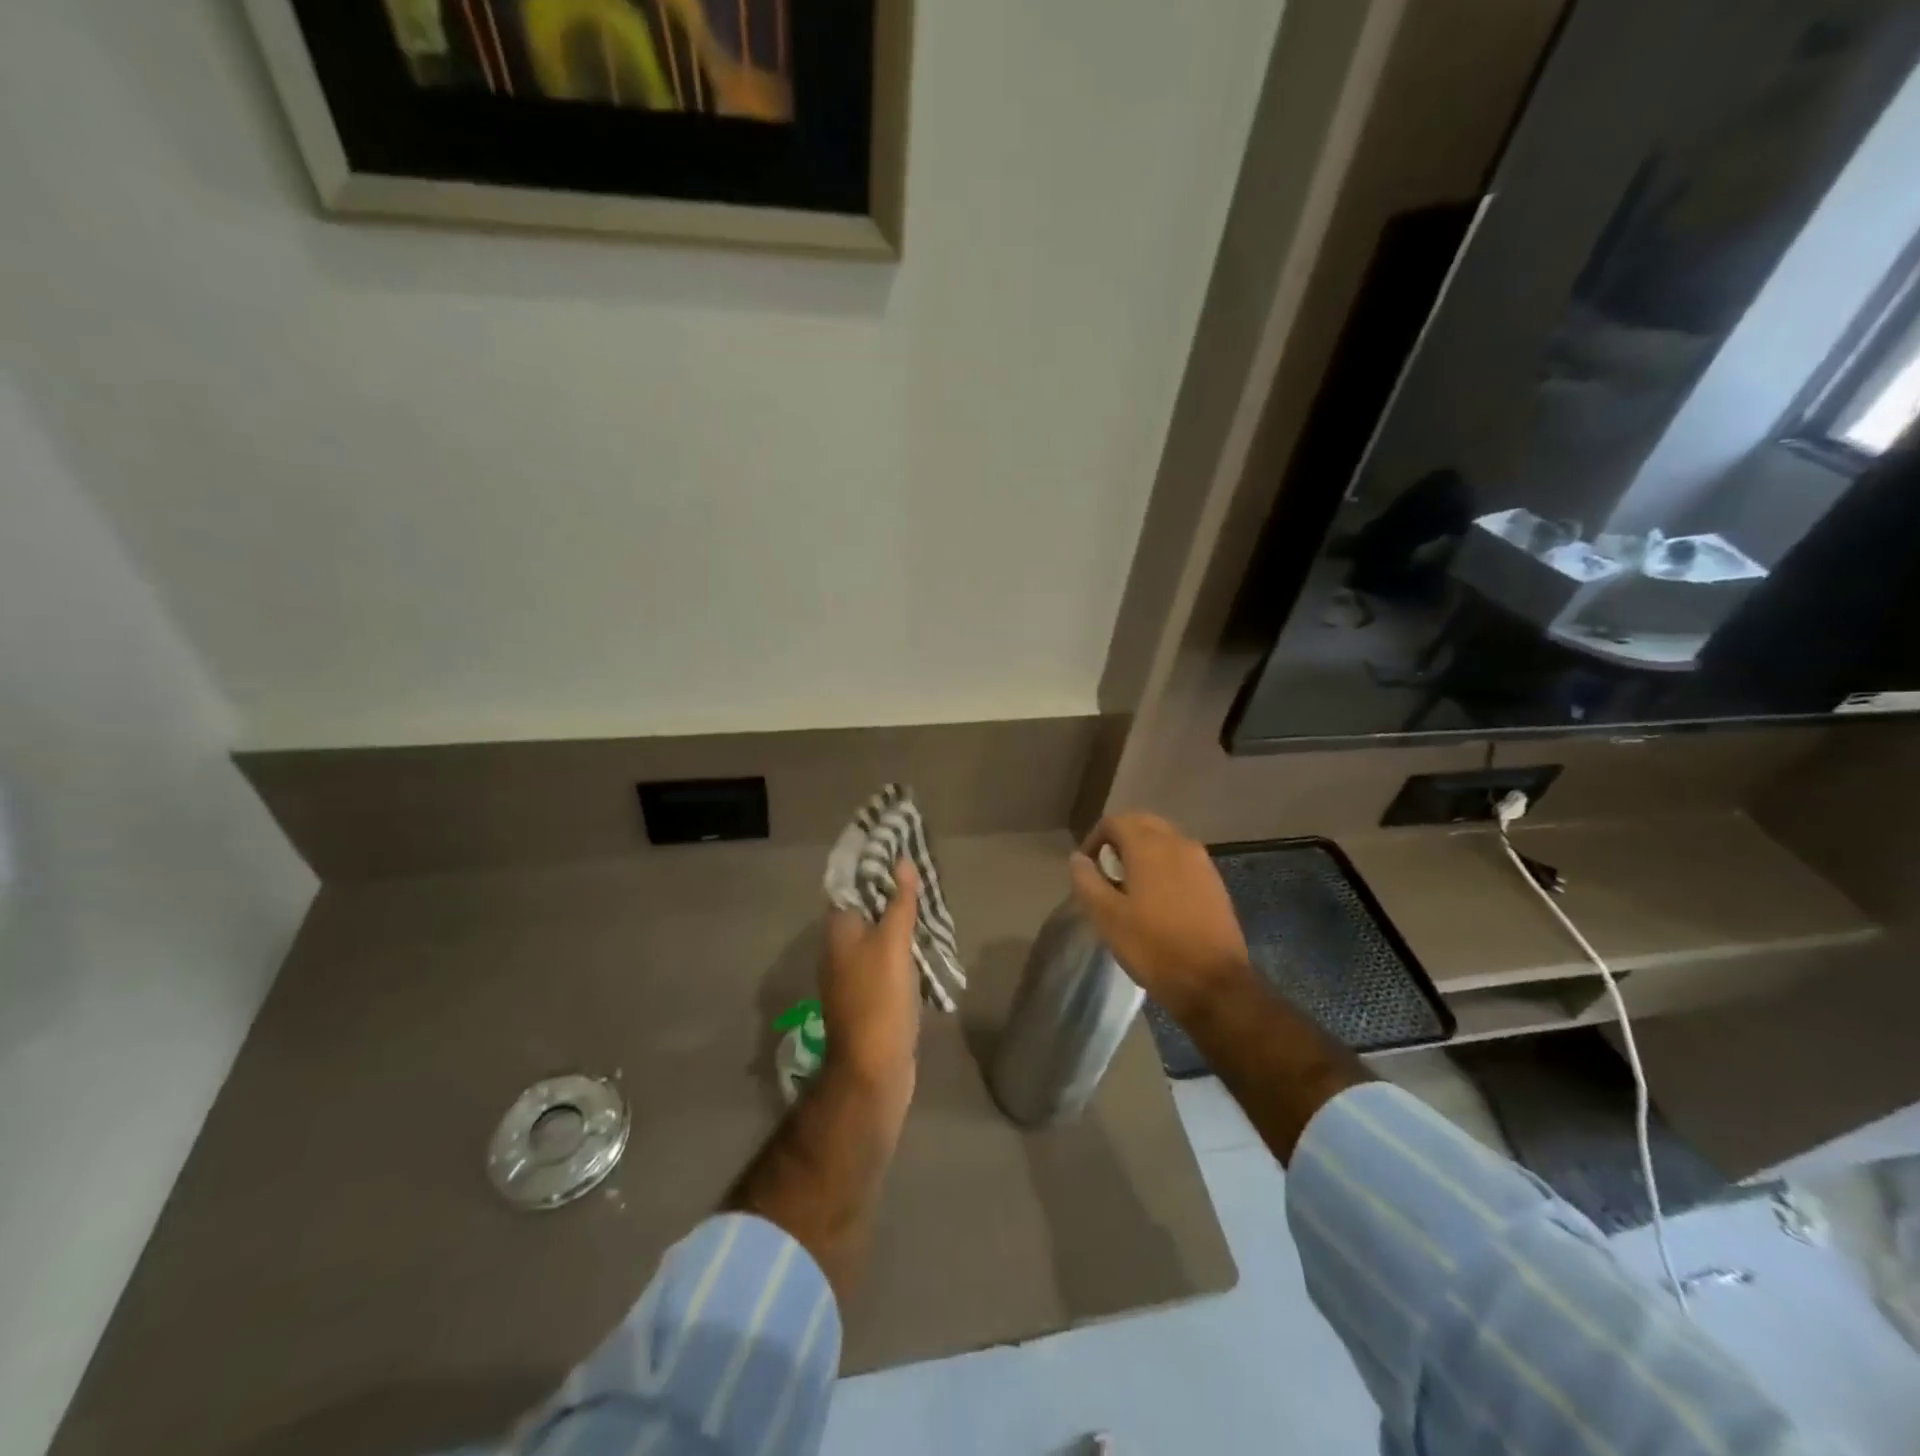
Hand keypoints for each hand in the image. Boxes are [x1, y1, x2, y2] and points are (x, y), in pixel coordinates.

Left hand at [821, 861, 921, 1096]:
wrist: (874, 1069)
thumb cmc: (879, 1000)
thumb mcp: (892, 944)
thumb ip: (898, 902)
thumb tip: (902, 861)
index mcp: (838, 930)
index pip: (851, 883)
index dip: (873, 864)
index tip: (900, 848)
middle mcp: (840, 948)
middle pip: (866, 907)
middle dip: (892, 890)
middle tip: (924, 873)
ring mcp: (855, 973)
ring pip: (879, 933)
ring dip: (901, 918)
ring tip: (932, 901)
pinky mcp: (872, 994)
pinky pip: (888, 957)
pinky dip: (905, 945)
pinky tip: (927, 941)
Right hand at [1070, 814, 1252, 1022]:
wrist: (1214, 982)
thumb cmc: (1153, 947)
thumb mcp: (1106, 917)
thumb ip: (1087, 880)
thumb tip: (1078, 858)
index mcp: (1149, 846)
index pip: (1115, 821)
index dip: (1095, 839)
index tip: (1087, 868)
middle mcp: (1178, 843)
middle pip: (1142, 824)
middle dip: (1120, 840)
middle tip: (1106, 871)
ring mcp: (1201, 862)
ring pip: (1165, 840)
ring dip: (1144, 852)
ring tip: (1130, 885)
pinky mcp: (1214, 882)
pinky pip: (1182, 860)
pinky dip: (1164, 866)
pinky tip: (1158, 899)